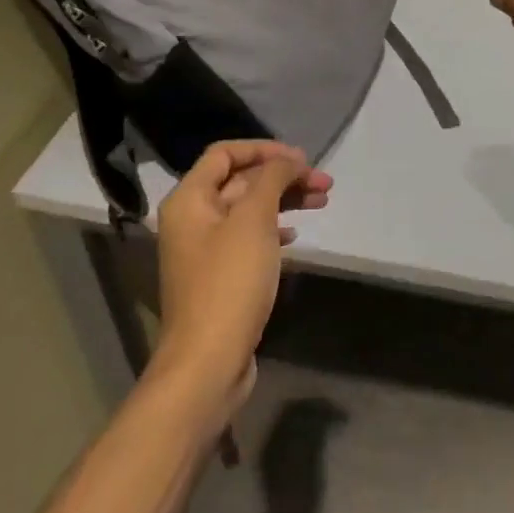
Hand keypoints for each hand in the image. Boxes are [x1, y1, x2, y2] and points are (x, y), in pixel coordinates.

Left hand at [151, 141, 331, 410]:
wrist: (208, 363)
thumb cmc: (229, 282)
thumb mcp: (254, 220)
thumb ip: (272, 179)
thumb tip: (289, 159)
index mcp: (189, 200)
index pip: (225, 153)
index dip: (264, 149)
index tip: (302, 158)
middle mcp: (192, 219)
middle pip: (240, 181)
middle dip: (283, 176)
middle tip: (324, 182)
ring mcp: (205, 250)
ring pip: (249, 209)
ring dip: (285, 200)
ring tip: (322, 201)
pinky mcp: (219, 277)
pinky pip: (249, 238)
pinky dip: (274, 229)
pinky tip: (296, 236)